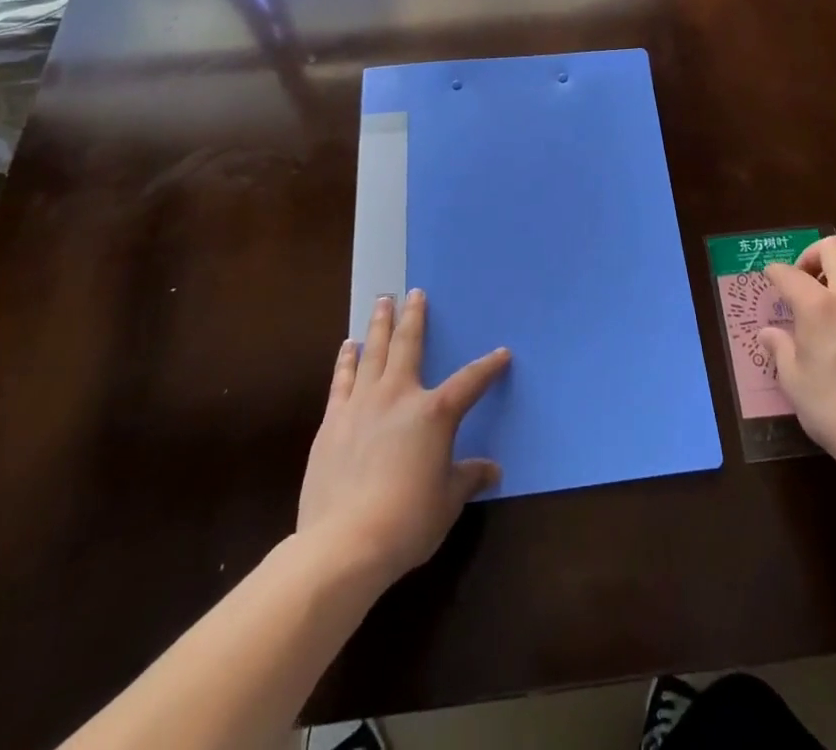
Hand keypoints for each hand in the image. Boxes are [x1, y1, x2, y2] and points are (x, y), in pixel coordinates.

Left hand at [296, 289, 509, 586]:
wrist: (343, 542)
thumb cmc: (407, 520)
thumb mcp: (448, 501)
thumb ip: (468, 477)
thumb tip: (493, 470)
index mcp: (435, 413)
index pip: (470, 382)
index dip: (489, 367)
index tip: (503, 353)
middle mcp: (399, 396)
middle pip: (409, 345)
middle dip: (414, 317)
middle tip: (413, 293)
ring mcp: (362, 405)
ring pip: (373, 353)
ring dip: (379, 326)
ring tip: (381, 304)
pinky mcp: (333, 422)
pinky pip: (342, 380)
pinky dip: (346, 360)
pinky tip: (348, 347)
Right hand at [760, 237, 835, 470]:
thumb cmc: (834, 410)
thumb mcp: (794, 381)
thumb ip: (780, 348)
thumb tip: (769, 333)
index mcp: (819, 307)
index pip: (790, 273)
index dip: (775, 273)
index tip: (771, 278)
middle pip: (835, 247)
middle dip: (814, 255)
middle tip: (806, 278)